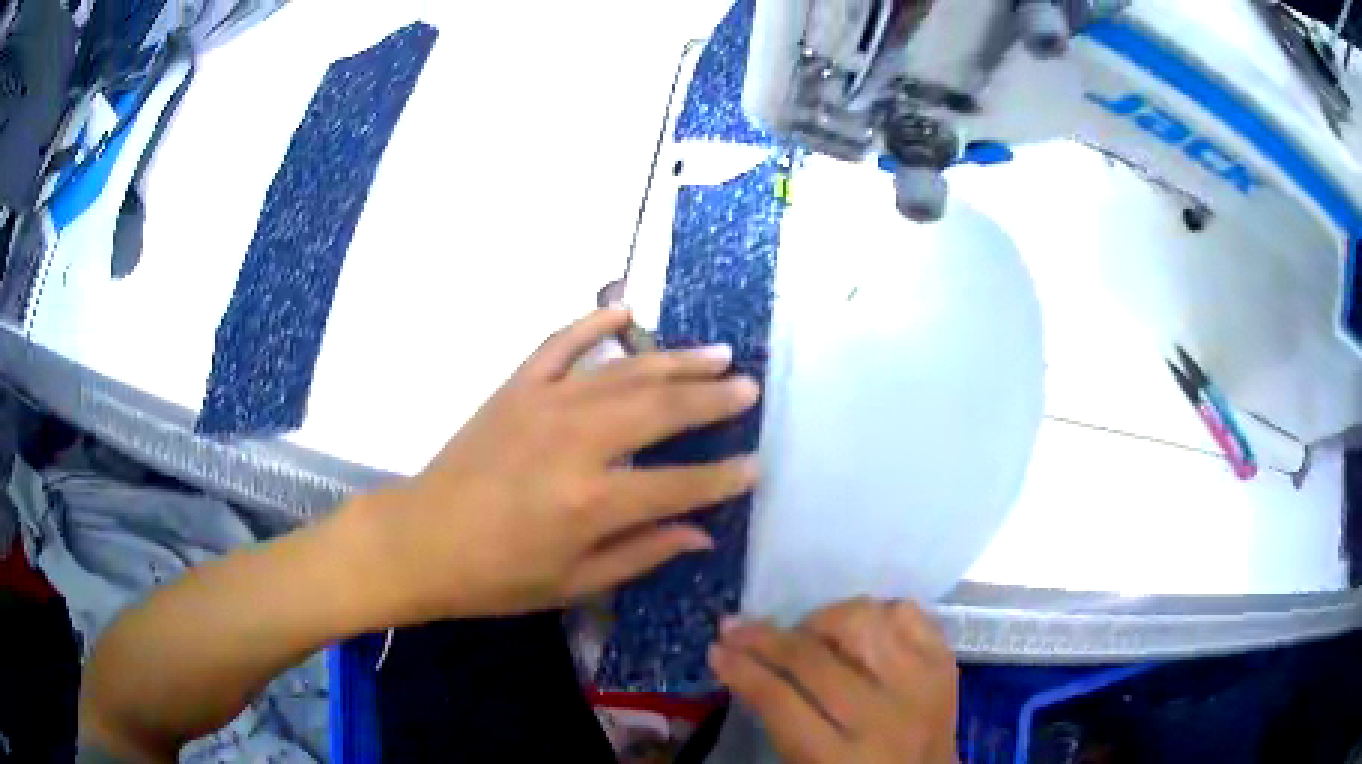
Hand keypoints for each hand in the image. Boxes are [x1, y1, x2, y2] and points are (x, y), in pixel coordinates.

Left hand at [345, 308, 759, 623]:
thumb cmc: (497, 576)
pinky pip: (561, 344)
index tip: (756, 466)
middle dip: (712, 399)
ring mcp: (544, 404)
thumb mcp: (574, 582)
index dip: (724, 477)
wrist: (421, 540)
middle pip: (661, 409)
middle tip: (748, 388)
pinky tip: (626, 311)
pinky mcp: (516, 388)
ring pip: (624, 371)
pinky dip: (593, 323)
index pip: (680, 483)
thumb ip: (643, 553)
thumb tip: (702, 533)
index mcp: (593, 501)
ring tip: (717, 354)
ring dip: (675, 360)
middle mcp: (576, 441)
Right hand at [709, 599, 958, 763]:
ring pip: (864, 622)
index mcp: (841, 760)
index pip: (781, 701)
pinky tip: (854, 629)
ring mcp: (922, 685)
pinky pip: (907, 614)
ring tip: (802, 632)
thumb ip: (776, 720)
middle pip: (817, 659)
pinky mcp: (945, 664)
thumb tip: (741, 661)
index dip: (742, 670)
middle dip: (766, 638)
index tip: (716, 650)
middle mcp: (886, 718)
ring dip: (821, 619)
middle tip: (738, 629)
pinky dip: (875, 613)